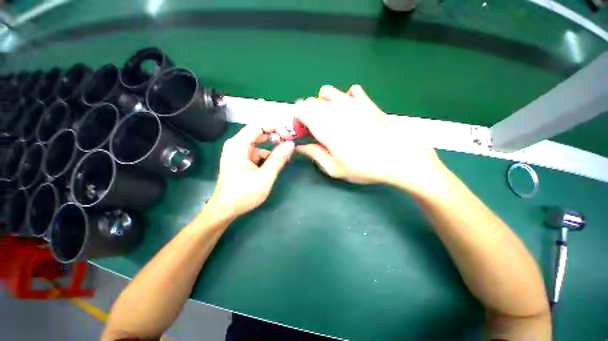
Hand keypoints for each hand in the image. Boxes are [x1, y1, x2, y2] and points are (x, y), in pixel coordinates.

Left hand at [207, 124, 294, 217]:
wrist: (226, 209)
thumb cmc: (243, 195)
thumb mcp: (265, 177)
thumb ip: (278, 159)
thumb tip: (291, 144)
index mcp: (238, 145)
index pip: (259, 125)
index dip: (276, 128)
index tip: (289, 139)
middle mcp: (237, 144)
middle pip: (260, 132)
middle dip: (277, 137)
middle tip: (290, 146)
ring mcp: (240, 151)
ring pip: (261, 142)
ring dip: (274, 148)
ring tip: (286, 157)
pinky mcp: (243, 159)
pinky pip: (259, 151)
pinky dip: (269, 156)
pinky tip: (276, 164)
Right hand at [295, 85, 445, 193]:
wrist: (399, 157)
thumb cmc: (364, 166)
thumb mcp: (335, 168)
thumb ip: (314, 154)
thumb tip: (300, 147)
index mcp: (324, 125)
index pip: (300, 109)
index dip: (297, 120)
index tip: (304, 133)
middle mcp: (334, 109)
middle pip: (311, 101)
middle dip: (308, 114)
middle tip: (316, 129)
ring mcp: (352, 102)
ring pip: (327, 92)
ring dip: (323, 104)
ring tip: (331, 119)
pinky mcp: (367, 102)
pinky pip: (351, 91)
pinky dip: (346, 98)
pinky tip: (350, 111)